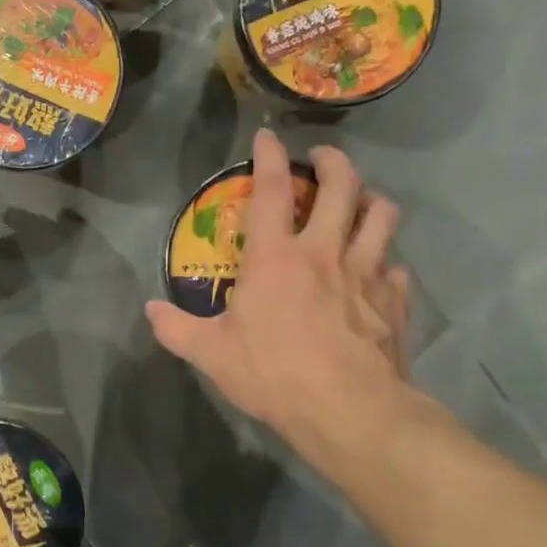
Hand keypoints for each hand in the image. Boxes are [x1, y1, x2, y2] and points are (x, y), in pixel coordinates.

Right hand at [146, 131, 418, 473]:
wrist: (348, 409)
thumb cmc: (274, 374)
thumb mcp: (210, 354)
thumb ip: (176, 328)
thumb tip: (150, 310)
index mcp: (275, 257)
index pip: (272, 189)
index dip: (269, 156)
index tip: (268, 136)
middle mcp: (324, 251)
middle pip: (342, 186)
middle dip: (334, 162)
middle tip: (324, 159)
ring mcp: (367, 273)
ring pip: (381, 216)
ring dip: (371, 201)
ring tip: (361, 203)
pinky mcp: (394, 300)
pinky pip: (396, 267)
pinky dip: (387, 262)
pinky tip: (378, 274)